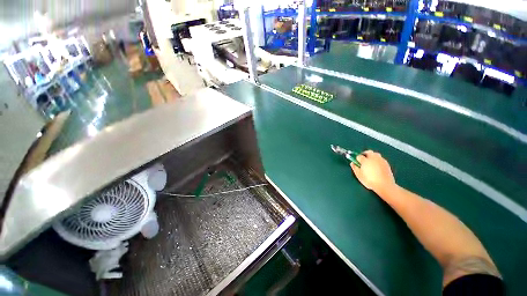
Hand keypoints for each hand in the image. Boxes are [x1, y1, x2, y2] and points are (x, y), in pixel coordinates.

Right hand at [350, 150, 395, 195]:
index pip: (359, 156)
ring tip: (370, 162)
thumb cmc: (369, 180)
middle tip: (363, 159)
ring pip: (375, 154)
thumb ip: (355, 168)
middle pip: (368, 152)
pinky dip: (377, 160)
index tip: (356, 162)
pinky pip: (380, 158)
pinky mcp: (386, 163)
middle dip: (364, 154)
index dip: (357, 159)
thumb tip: (352, 163)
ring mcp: (381, 160)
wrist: (384, 185)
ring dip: (372, 156)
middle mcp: (373, 158)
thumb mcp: (359, 175)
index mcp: (365, 160)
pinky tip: (376, 166)